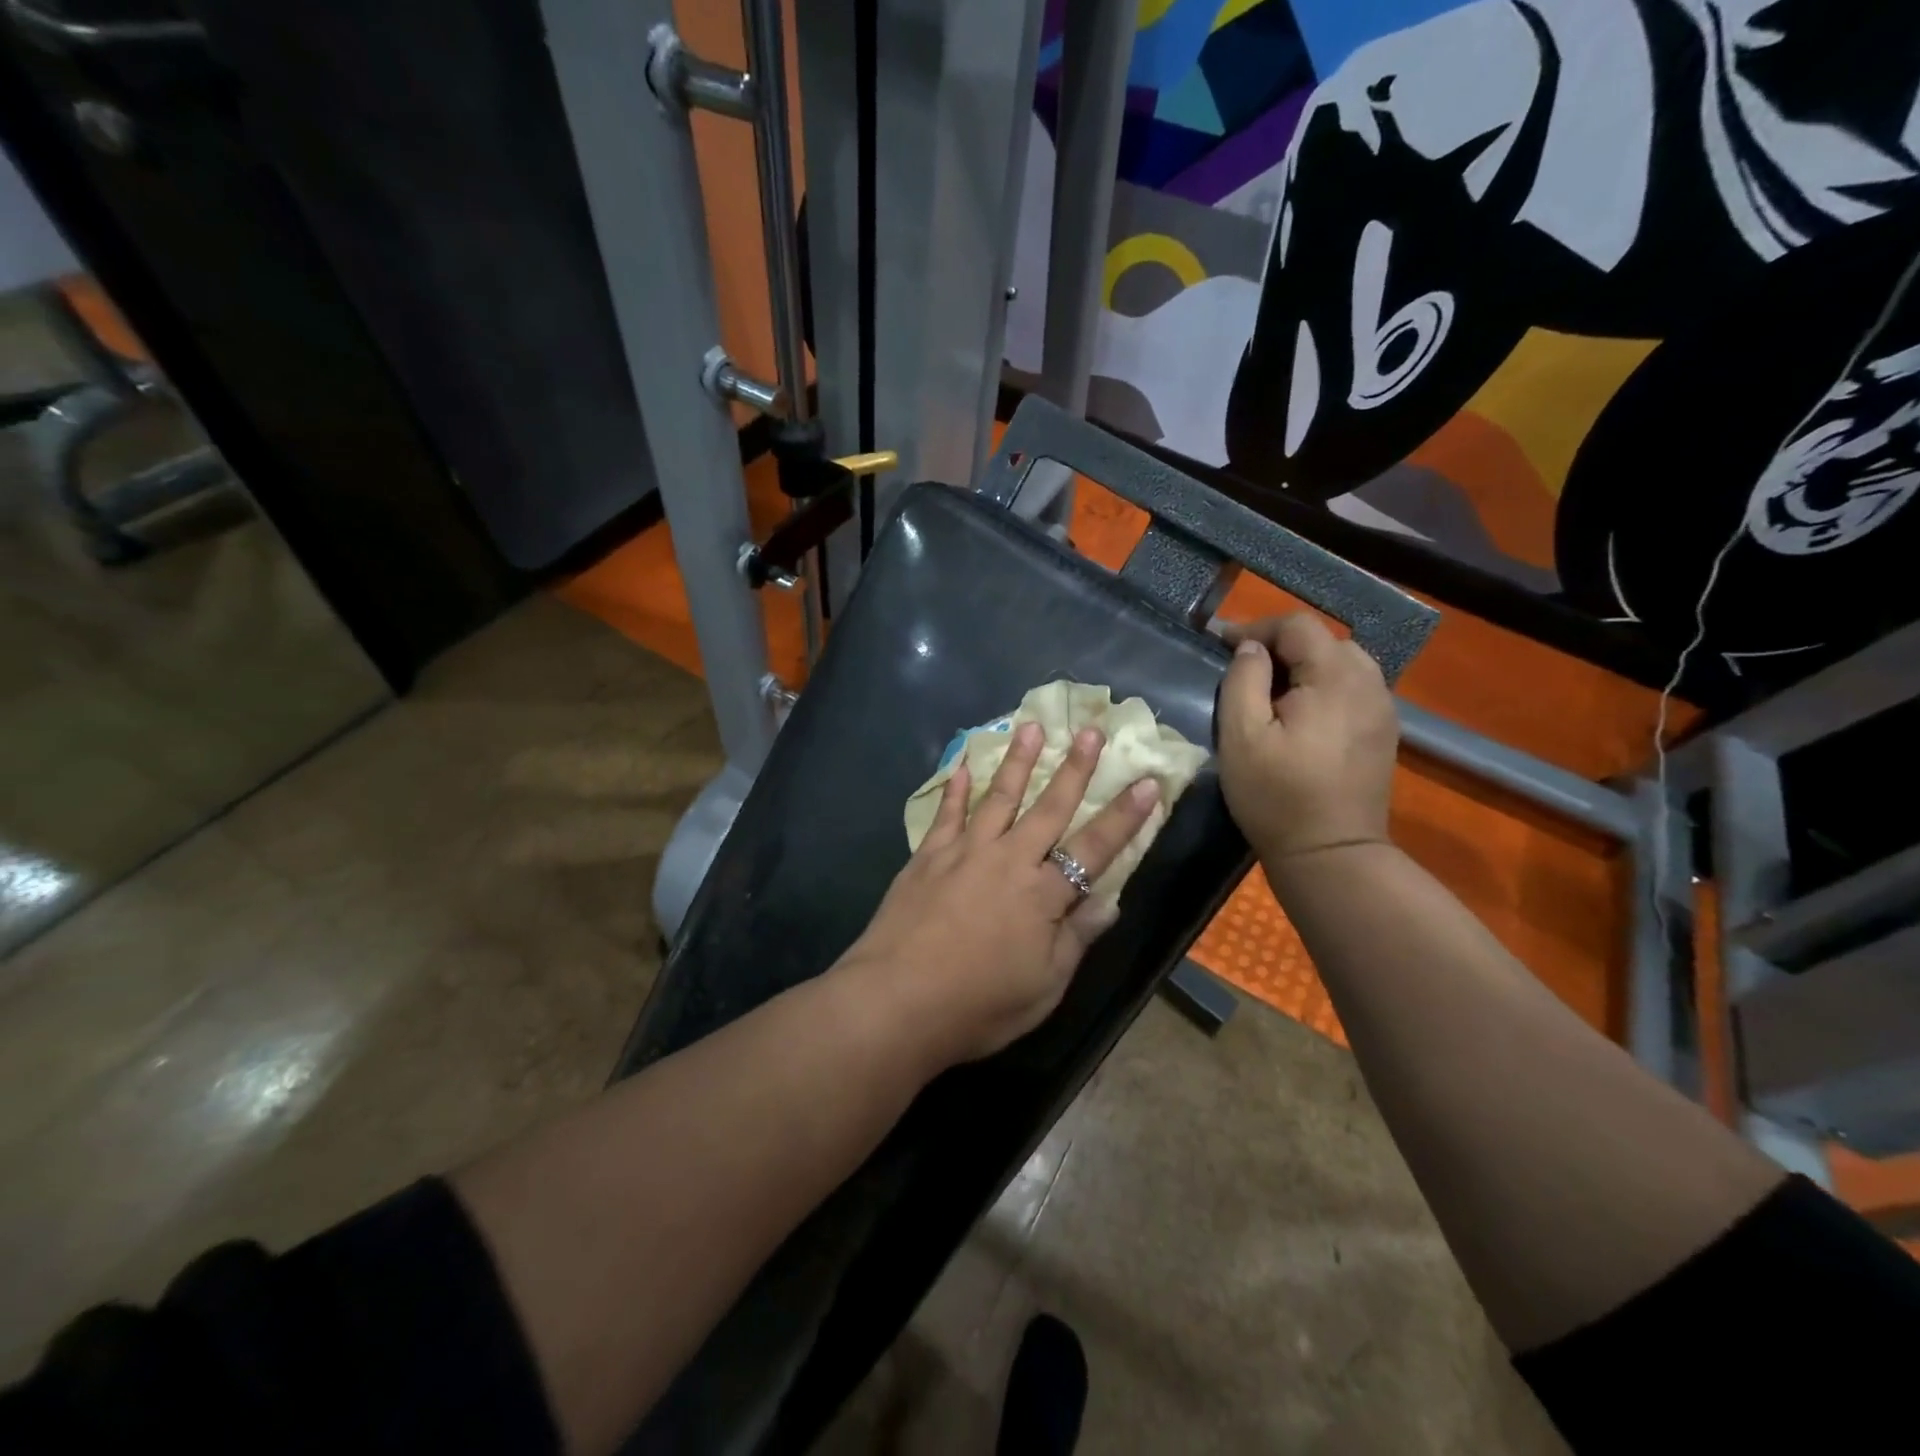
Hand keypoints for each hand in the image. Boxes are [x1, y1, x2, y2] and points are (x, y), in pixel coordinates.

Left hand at [836, 721, 1160, 1067]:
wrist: (896, 1001)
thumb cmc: (979, 1004)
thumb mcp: (1044, 986)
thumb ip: (1076, 938)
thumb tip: (1109, 901)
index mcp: (1043, 894)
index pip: (1094, 848)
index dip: (1124, 816)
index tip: (1148, 782)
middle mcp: (1008, 860)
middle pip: (1048, 807)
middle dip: (1074, 768)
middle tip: (1089, 729)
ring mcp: (964, 852)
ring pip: (997, 797)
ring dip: (1016, 761)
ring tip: (1029, 726)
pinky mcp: (927, 857)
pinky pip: (946, 814)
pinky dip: (955, 788)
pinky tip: (960, 765)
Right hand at [1217, 613, 1397, 864]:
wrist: (1332, 854)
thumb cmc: (1277, 795)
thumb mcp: (1241, 736)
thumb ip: (1243, 680)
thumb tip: (1250, 649)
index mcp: (1335, 678)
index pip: (1297, 626)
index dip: (1256, 627)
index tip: (1221, 645)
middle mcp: (1369, 683)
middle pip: (1324, 640)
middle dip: (1281, 646)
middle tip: (1244, 670)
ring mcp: (1383, 709)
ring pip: (1343, 663)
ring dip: (1305, 666)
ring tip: (1272, 692)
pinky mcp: (1384, 732)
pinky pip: (1353, 689)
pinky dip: (1324, 687)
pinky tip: (1301, 716)